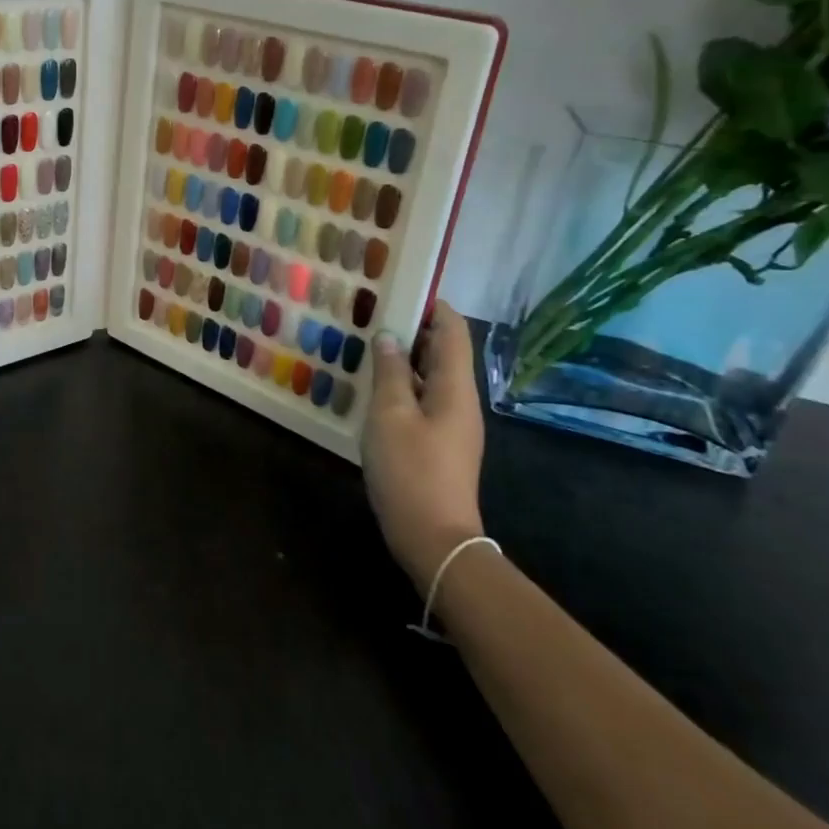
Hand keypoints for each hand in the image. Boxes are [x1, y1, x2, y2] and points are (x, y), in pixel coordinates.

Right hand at [362, 300, 485, 585]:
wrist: (434, 540)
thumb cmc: (411, 472)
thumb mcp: (390, 416)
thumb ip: (389, 372)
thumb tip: (388, 337)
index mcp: (455, 388)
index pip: (452, 330)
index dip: (431, 305)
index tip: (399, 288)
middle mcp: (460, 401)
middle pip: (444, 351)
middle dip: (413, 328)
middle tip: (372, 314)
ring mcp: (452, 425)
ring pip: (432, 377)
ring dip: (404, 358)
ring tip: (367, 344)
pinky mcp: (440, 444)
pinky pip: (424, 399)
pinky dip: (403, 384)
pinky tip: (374, 388)